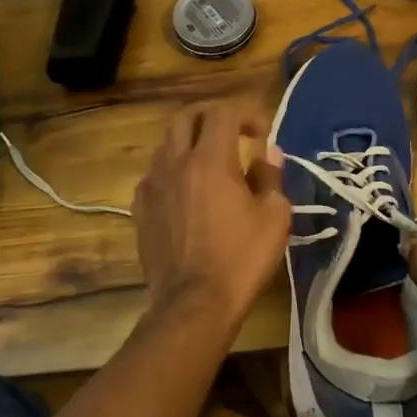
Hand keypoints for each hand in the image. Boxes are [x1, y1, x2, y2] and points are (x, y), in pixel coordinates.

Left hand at [133, 100, 289, 336]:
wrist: (194, 304)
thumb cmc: (241, 258)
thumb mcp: (274, 216)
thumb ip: (270, 177)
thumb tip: (267, 155)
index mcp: (210, 160)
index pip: (223, 112)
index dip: (246, 112)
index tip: (262, 132)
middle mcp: (175, 164)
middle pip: (185, 117)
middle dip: (211, 114)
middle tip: (234, 130)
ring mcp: (152, 187)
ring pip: (166, 144)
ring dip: (190, 141)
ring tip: (212, 161)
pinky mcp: (141, 211)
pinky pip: (154, 175)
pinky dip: (173, 170)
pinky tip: (187, 191)